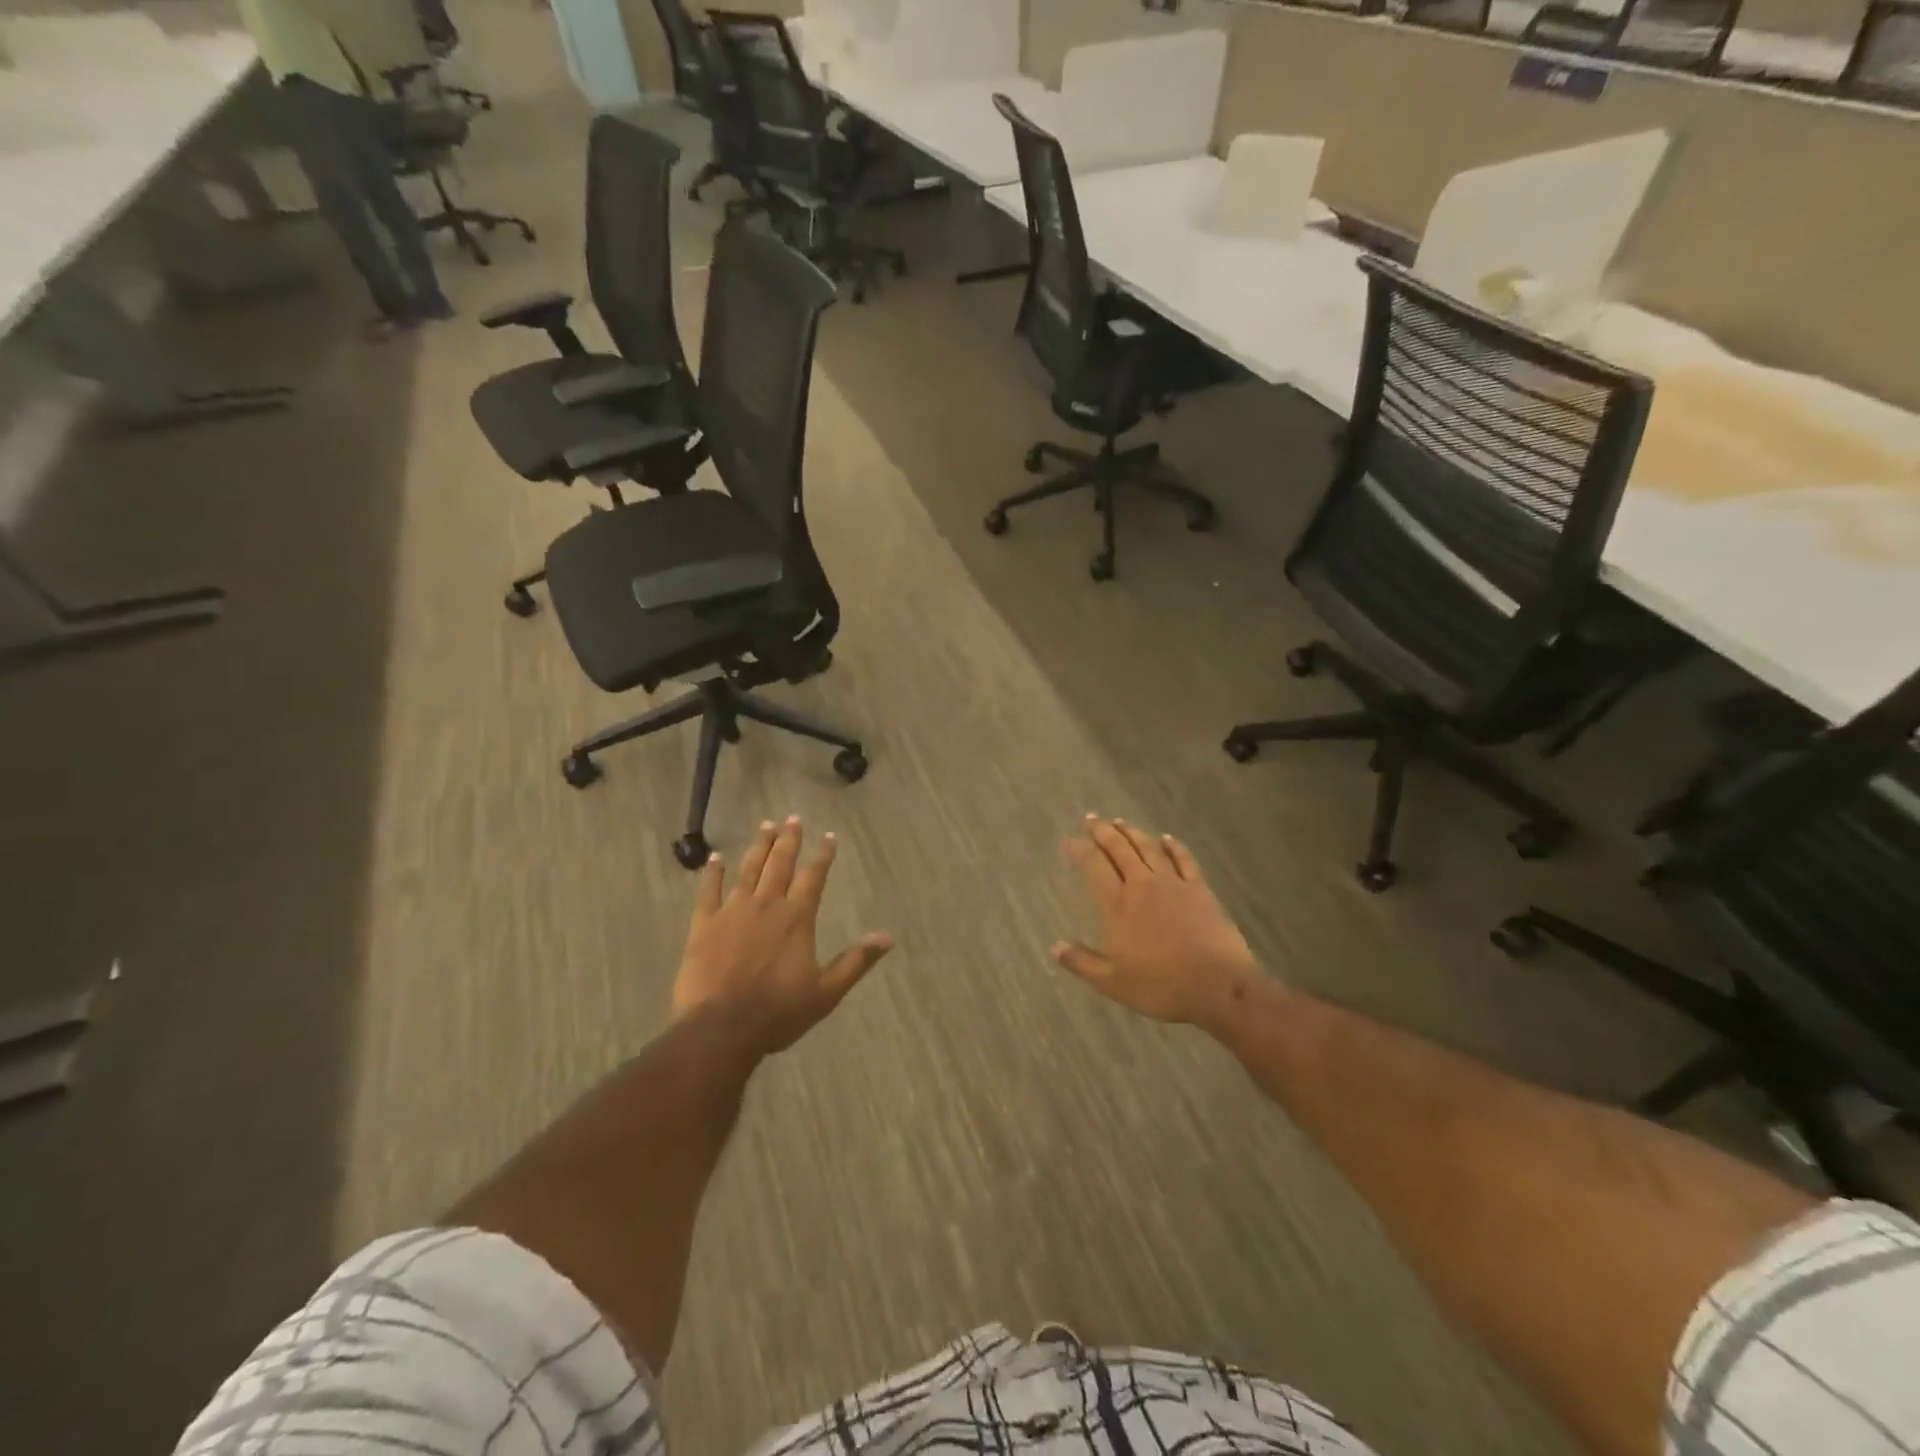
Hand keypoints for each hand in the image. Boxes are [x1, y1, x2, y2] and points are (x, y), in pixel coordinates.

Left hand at [674, 817, 893, 1056]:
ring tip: (765, 826)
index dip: (823, 855)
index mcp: (797, 918)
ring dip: (758, 847)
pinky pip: (708, 891)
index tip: (829, 836)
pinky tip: (715, 858)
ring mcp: (733, 911)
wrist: (721, 1028)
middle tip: (793, 818)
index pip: (814, 876)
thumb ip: (856, 961)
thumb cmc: (777, 1012)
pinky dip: (712, 873)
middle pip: (780, 864)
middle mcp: (767, 905)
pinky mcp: (704, 925)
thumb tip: (888, 937)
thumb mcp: (826, 992)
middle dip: (789, 840)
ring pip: (748, 870)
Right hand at [1053, 816, 1261, 1029]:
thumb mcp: (1112, 982)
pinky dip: (1174, 846)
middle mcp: (1142, 885)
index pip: (1094, 867)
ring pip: (1148, 848)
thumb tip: (1054, 947)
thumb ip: (1082, 962)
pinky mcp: (1199, 889)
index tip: (1070, 840)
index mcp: (1118, 905)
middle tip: (1092, 819)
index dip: (1080, 850)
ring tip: (1120, 821)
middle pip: (1120, 849)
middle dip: (1103, 832)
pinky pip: (1184, 860)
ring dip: (1133, 832)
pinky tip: (1167, 838)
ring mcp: (1173, 884)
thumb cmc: (1160, 986)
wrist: (1217, 986)